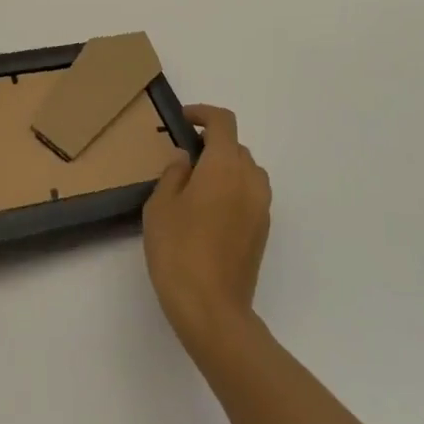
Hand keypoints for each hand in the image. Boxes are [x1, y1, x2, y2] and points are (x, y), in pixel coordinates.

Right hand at [143, 104, 271, 353]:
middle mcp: (250, 179)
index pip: (223, 122)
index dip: (203, 114)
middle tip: (183, 160)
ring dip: (225, 168)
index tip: (183, 121)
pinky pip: (250, 194)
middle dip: (212, 144)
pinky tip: (209, 213)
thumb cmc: (178, 250)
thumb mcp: (160, 206)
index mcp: (225, 166)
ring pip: (246, 171)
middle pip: (236, 146)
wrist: (212, 308)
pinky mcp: (263, 230)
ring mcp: (261, 206)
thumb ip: (174, 174)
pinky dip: (233, 190)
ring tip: (196, 187)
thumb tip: (187, 159)